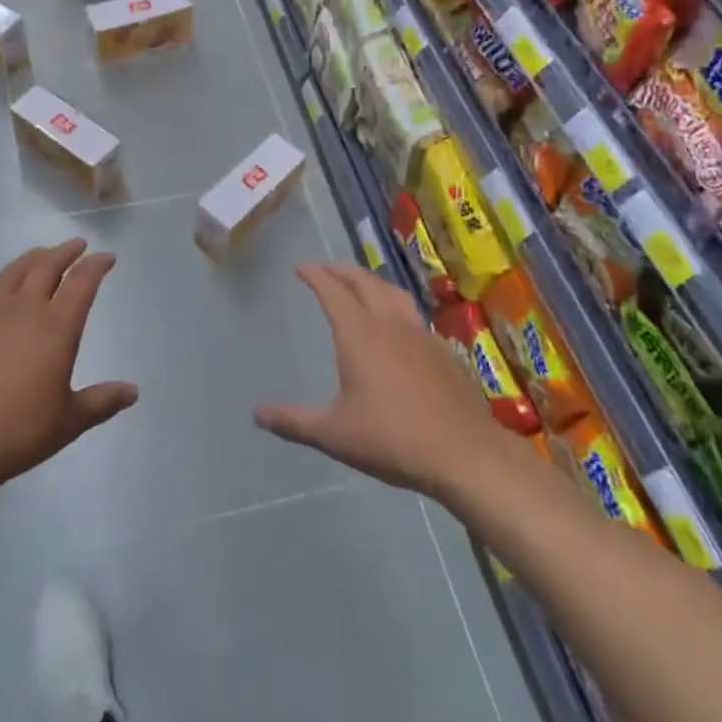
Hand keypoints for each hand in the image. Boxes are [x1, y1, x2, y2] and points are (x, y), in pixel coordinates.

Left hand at [0, 238, 137, 498]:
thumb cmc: (18, 431)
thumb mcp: (69, 422)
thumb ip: (102, 402)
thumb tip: (133, 391)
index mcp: (57, 327)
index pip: (82, 282)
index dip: (97, 265)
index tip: (107, 257)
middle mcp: (23, 309)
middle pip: (47, 267)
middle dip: (65, 252)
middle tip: (77, 245)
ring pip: (10, 274)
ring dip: (29, 260)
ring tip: (38, 255)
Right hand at [255, 264, 506, 500]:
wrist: (464, 453)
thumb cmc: (392, 439)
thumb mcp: (334, 435)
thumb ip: (294, 422)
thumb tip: (257, 414)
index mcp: (359, 335)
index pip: (333, 291)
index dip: (315, 275)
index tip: (301, 268)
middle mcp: (389, 324)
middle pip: (364, 282)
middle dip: (341, 270)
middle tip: (325, 270)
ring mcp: (420, 334)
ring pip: (393, 292)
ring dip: (371, 281)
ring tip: (360, 285)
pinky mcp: (443, 350)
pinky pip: (413, 314)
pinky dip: (395, 305)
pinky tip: (396, 325)